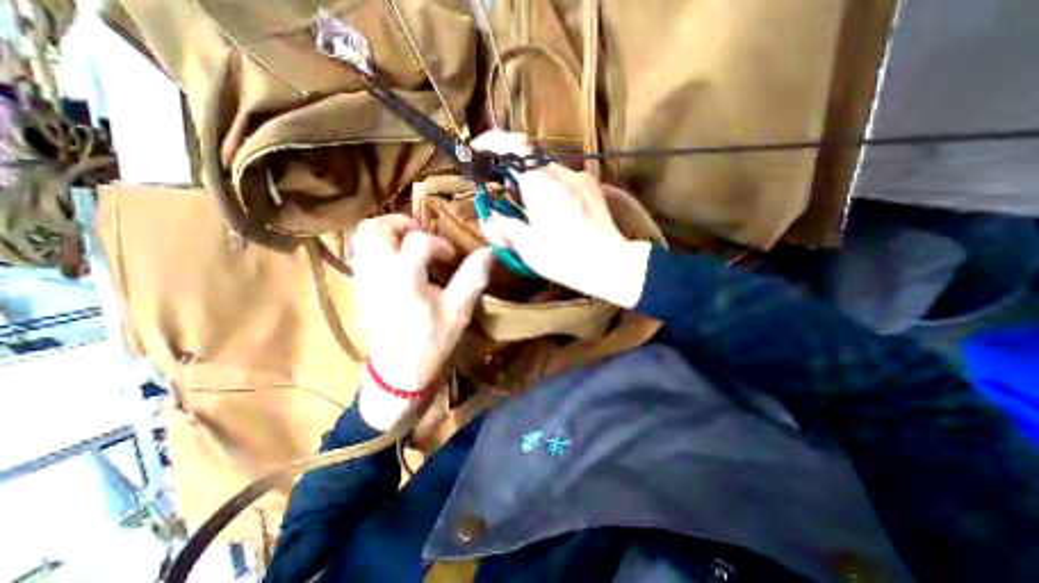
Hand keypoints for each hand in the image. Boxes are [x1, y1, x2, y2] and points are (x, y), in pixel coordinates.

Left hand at [350, 215, 490, 428]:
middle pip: (378, 226)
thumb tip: (490, 252)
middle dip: (403, 224)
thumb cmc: (430, 341)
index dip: (441, 245)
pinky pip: (360, 253)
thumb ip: (473, 278)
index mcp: (403, 274)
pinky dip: (377, 246)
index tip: (452, 260)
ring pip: (363, 237)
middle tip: (423, 236)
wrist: (397, 373)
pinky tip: (396, 261)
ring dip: (387, 232)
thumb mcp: (458, 311)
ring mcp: (363, 278)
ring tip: (408, 244)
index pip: (420, 241)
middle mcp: (377, 270)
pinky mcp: (359, 287)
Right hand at [472, 129, 645, 305]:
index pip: (514, 146)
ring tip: (533, 213)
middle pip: (528, 161)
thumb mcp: (527, 247)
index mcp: (542, 185)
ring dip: (532, 185)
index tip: (478, 150)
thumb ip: (502, 226)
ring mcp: (580, 178)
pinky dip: (550, 190)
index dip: (492, 143)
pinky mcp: (591, 186)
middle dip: (512, 175)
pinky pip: (562, 179)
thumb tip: (489, 214)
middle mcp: (562, 173)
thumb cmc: (566, 259)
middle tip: (506, 197)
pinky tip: (556, 214)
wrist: (611, 264)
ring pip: (545, 172)